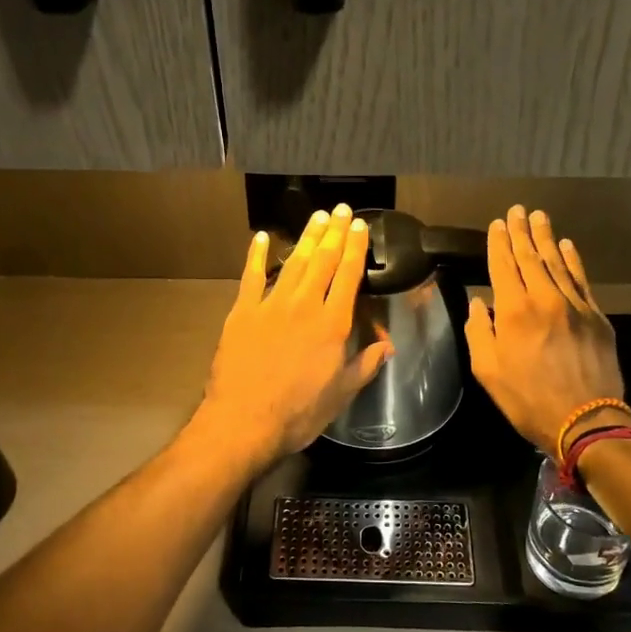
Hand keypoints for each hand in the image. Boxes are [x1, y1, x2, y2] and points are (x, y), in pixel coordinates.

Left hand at [191, 203, 392, 471]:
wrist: (244, 421)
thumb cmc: (299, 413)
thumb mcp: (341, 394)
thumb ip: (365, 365)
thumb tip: (388, 347)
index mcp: (332, 324)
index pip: (348, 276)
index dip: (355, 248)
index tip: (359, 226)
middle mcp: (304, 305)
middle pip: (322, 260)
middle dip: (334, 233)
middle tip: (340, 210)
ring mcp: (271, 305)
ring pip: (293, 262)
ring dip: (306, 237)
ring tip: (317, 216)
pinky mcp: (242, 312)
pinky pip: (251, 277)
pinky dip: (256, 255)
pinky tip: (261, 237)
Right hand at [464, 206, 626, 455]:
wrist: (586, 421)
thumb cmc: (528, 399)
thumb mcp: (487, 371)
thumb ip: (479, 332)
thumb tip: (479, 303)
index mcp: (514, 311)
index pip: (503, 266)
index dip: (499, 243)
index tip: (497, 224)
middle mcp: (545, 299)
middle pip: (531, 257)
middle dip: (522, 232)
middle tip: (518, 210)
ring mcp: (575, 306)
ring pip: (558, 263)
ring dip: (547, 238)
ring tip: (540, 217)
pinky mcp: (597, 317)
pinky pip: (582, 280)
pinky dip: (574, 261)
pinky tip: (568, 246)